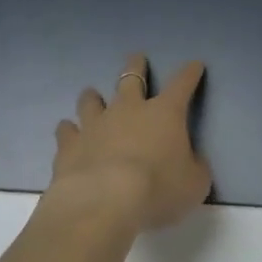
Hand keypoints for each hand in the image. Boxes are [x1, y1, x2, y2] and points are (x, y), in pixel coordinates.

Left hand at [47, 54, 211, 230]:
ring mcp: (96, 124)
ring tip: (92, 96)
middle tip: (137, 58)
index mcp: (165, 113)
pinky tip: (67, 131)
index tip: (194, 64)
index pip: (182, 84)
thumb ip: (195, 168)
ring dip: (93, 97)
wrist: (104, 203)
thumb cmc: (158, 190)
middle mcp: (129, 109)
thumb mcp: (194, 185)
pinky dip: (68, 130)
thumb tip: (192, 162)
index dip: (190, 73)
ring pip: (92, 100)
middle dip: (136, 66)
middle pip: (132, 77)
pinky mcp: (70, 145)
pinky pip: (66, 131)